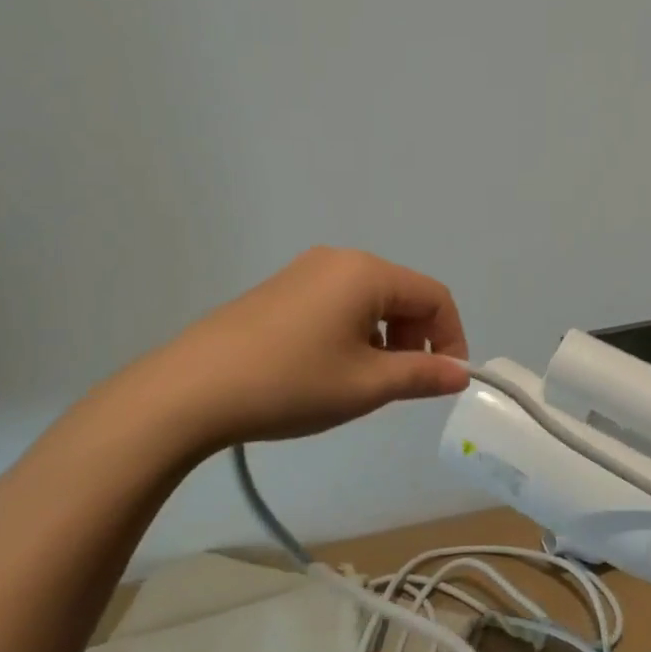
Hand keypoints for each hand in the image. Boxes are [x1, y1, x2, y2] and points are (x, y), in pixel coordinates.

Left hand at [140, 247, 470, 455]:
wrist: (190, 391)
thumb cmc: (291, 383)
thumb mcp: (366, 385)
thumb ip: (422, 376)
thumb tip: (460, 373)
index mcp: (367, 273)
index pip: (435, 296)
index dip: (451, 338)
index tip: (446, 381)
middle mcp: (339, 260)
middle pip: (402, 294)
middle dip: (416, 338)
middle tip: (400, 385)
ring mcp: (305, 271)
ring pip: (369, 300)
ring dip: (384, 338)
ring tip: (362, 382)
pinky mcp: (280, 289)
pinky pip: (337, 303)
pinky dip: (352, 332)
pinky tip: (327, 369)